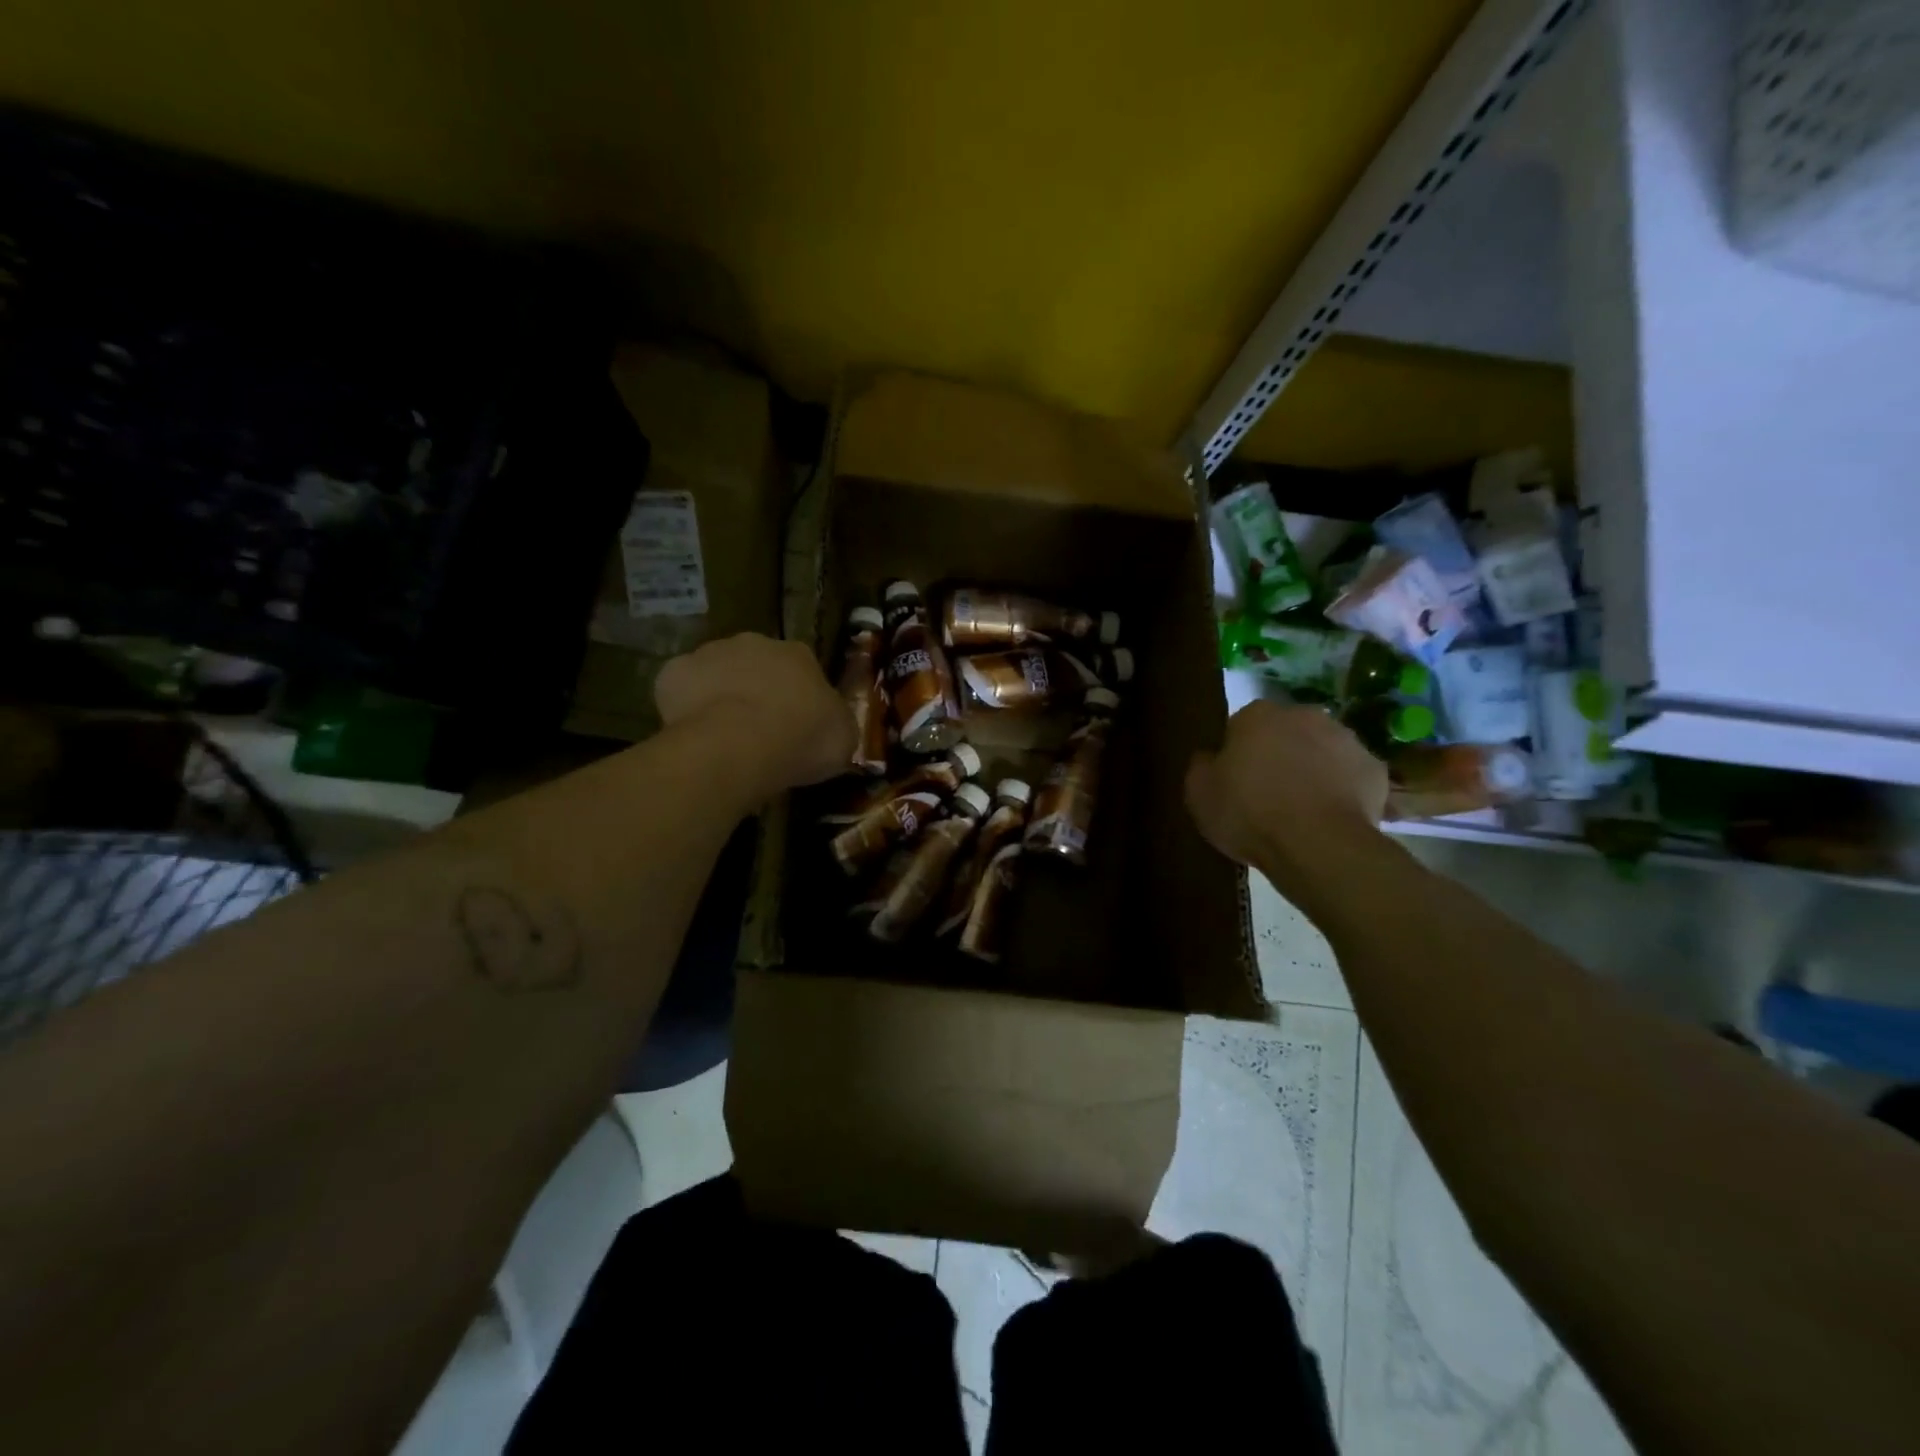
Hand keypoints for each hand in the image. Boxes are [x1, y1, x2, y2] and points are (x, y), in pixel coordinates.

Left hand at [655, 633, 856, 797]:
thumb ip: (835, 723)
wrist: (739, 744)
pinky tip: (693, 734)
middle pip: (756, 665)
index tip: (796, 725)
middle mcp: (755, 643)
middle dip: (757, 690)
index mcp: (799, 654)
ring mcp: (710, 653)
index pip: (802, 668)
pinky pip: (680, 690)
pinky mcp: (673, 673)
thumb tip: (831, 725)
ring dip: (720, 696)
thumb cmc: (801, 739)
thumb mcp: (842, 738)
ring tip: (724, 736)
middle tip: (759, 730)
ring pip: (716, 673)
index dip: (798, 697)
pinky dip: (684, 707)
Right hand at [1185, 701, 1386, 869]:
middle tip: (1267, 794)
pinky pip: (1350, 776)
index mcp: (1257, 715)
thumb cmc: (1249, 813)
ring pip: (1321, 751)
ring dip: (1312, 769)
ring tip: (1301, 810)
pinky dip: (1342, 790)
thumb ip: (1201, 765)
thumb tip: (1210, 756)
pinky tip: (1329, 818)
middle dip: (1277, 755)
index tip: (1233, 781)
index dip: (1236, 754)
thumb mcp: (1199, 793)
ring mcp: (1346, 739)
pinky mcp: (1375, 769)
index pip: (1240, 726)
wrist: (1318, 845)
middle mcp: (1304, 715)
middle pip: (1285, 733)